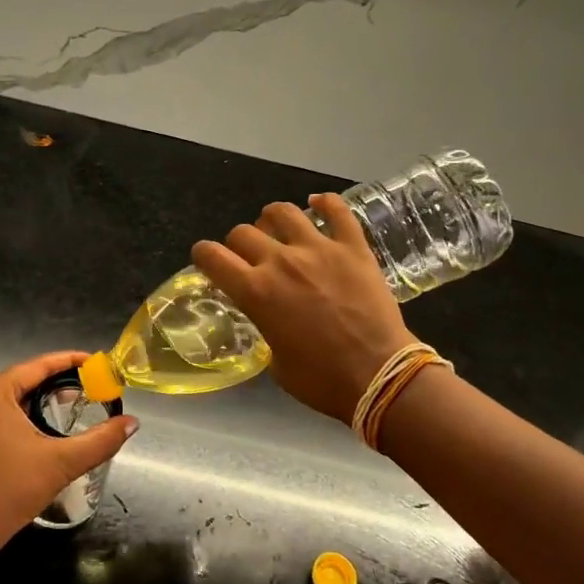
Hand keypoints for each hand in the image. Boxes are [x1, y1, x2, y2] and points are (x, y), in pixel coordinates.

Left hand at [0, 351, 137, 558]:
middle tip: (93, 383)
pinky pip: (5, 414)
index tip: (98, 362)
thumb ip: (100, 441)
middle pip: (26, 378)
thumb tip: (133, 423)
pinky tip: (49, 427)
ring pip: (15, 398)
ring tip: (77, 402)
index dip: (71, 361)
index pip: (38, 365)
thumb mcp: (61, 462)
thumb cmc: (9, 490)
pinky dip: (29, 413)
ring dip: (44, 398)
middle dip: (60, 380)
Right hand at [191, 194, 417, 423]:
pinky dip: (325, 203)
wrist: (380, 376)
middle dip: (238, 244)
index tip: (208, 261)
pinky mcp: (353, 247)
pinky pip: (337, 210)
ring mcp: (319, 249)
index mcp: (256, 292)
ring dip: (273, 219)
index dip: (203, 255)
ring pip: (283, 212)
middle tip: (250, 258)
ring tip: (280, 230)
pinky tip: (320, 205)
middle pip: (243, 232)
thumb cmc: (322, 381)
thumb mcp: (275, 362)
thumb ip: (265, 328)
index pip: (212, 256)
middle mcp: (281, 262)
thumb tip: (270, 319)